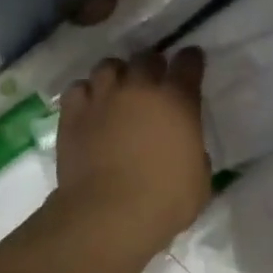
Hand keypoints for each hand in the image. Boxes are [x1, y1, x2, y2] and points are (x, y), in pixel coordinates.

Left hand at [56, 49, 210, 250]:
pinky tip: (91, 107)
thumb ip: (194, 153)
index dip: (191, 61)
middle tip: (154, 82)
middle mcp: (139, 88)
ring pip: (109, 66)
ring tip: (119, 91)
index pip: (188, 63)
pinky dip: (87, 93)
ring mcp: (102, 97)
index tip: (191, 63)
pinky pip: (79, 89)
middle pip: (147, 58)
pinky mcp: (73, 114)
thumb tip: (185, 147)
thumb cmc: (165, 202)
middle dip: (153, 66)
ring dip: (118, 75)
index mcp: (178, 101)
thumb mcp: (199, 179)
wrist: (109, 214)